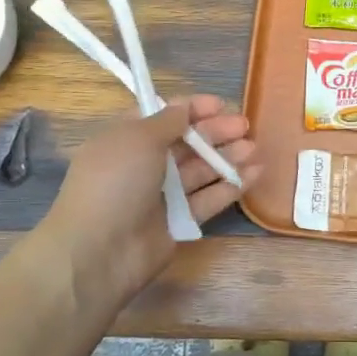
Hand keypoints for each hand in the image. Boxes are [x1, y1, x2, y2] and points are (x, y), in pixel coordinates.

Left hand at [39, 94, 259, 312]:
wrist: (99, 251)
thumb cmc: (114, 183)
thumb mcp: (137, 139)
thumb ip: (167, 121)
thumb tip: (183, 109)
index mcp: (127, 140)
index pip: (163, 117)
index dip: (192, 109)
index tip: (220, 104)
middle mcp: (144, 165)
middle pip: (186, 143)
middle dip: (215, 132)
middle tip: (244, 126)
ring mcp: (162, 195)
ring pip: (201, 170)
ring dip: (227, 157)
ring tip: (254, 148)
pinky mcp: (179, 222)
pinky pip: (209, 199)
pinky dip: (231, 186)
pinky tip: (256, 173)